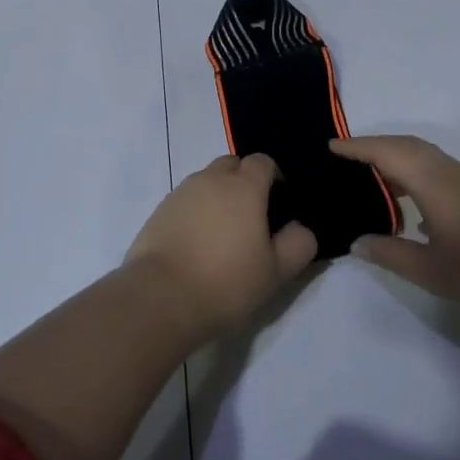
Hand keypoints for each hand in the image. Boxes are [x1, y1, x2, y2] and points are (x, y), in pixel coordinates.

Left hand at [125, 154, 318, 339]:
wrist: (161, 297)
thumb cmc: (226, 282)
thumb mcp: (276, 272)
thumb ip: (298, 244)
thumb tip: (301, 228)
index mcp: (243, 187)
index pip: (263, 162)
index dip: (273, 177)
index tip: (278, 205)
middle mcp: (211, 180)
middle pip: (232, 165)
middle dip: (243, 181)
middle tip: (251, 217)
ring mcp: (181, 193)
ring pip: (206, 181)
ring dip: (218, 196)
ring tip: (222, 233)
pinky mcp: (159, 210)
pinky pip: (185, 200)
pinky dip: (195, 211)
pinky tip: (197, 243)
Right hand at [331, 134, 459, 321]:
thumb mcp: (427, 270)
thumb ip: (388, 252)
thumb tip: (357, 242)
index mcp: (433, 182)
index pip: (387, 152)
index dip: (357, 147)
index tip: (331, 146)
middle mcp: (450, 171)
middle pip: (406, 145)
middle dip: (374, 145)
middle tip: (345, 156)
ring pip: (424, 154)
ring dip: (396, 157)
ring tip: (370, 176)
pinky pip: (437, 167)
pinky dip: (414, 169)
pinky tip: (408, 199)